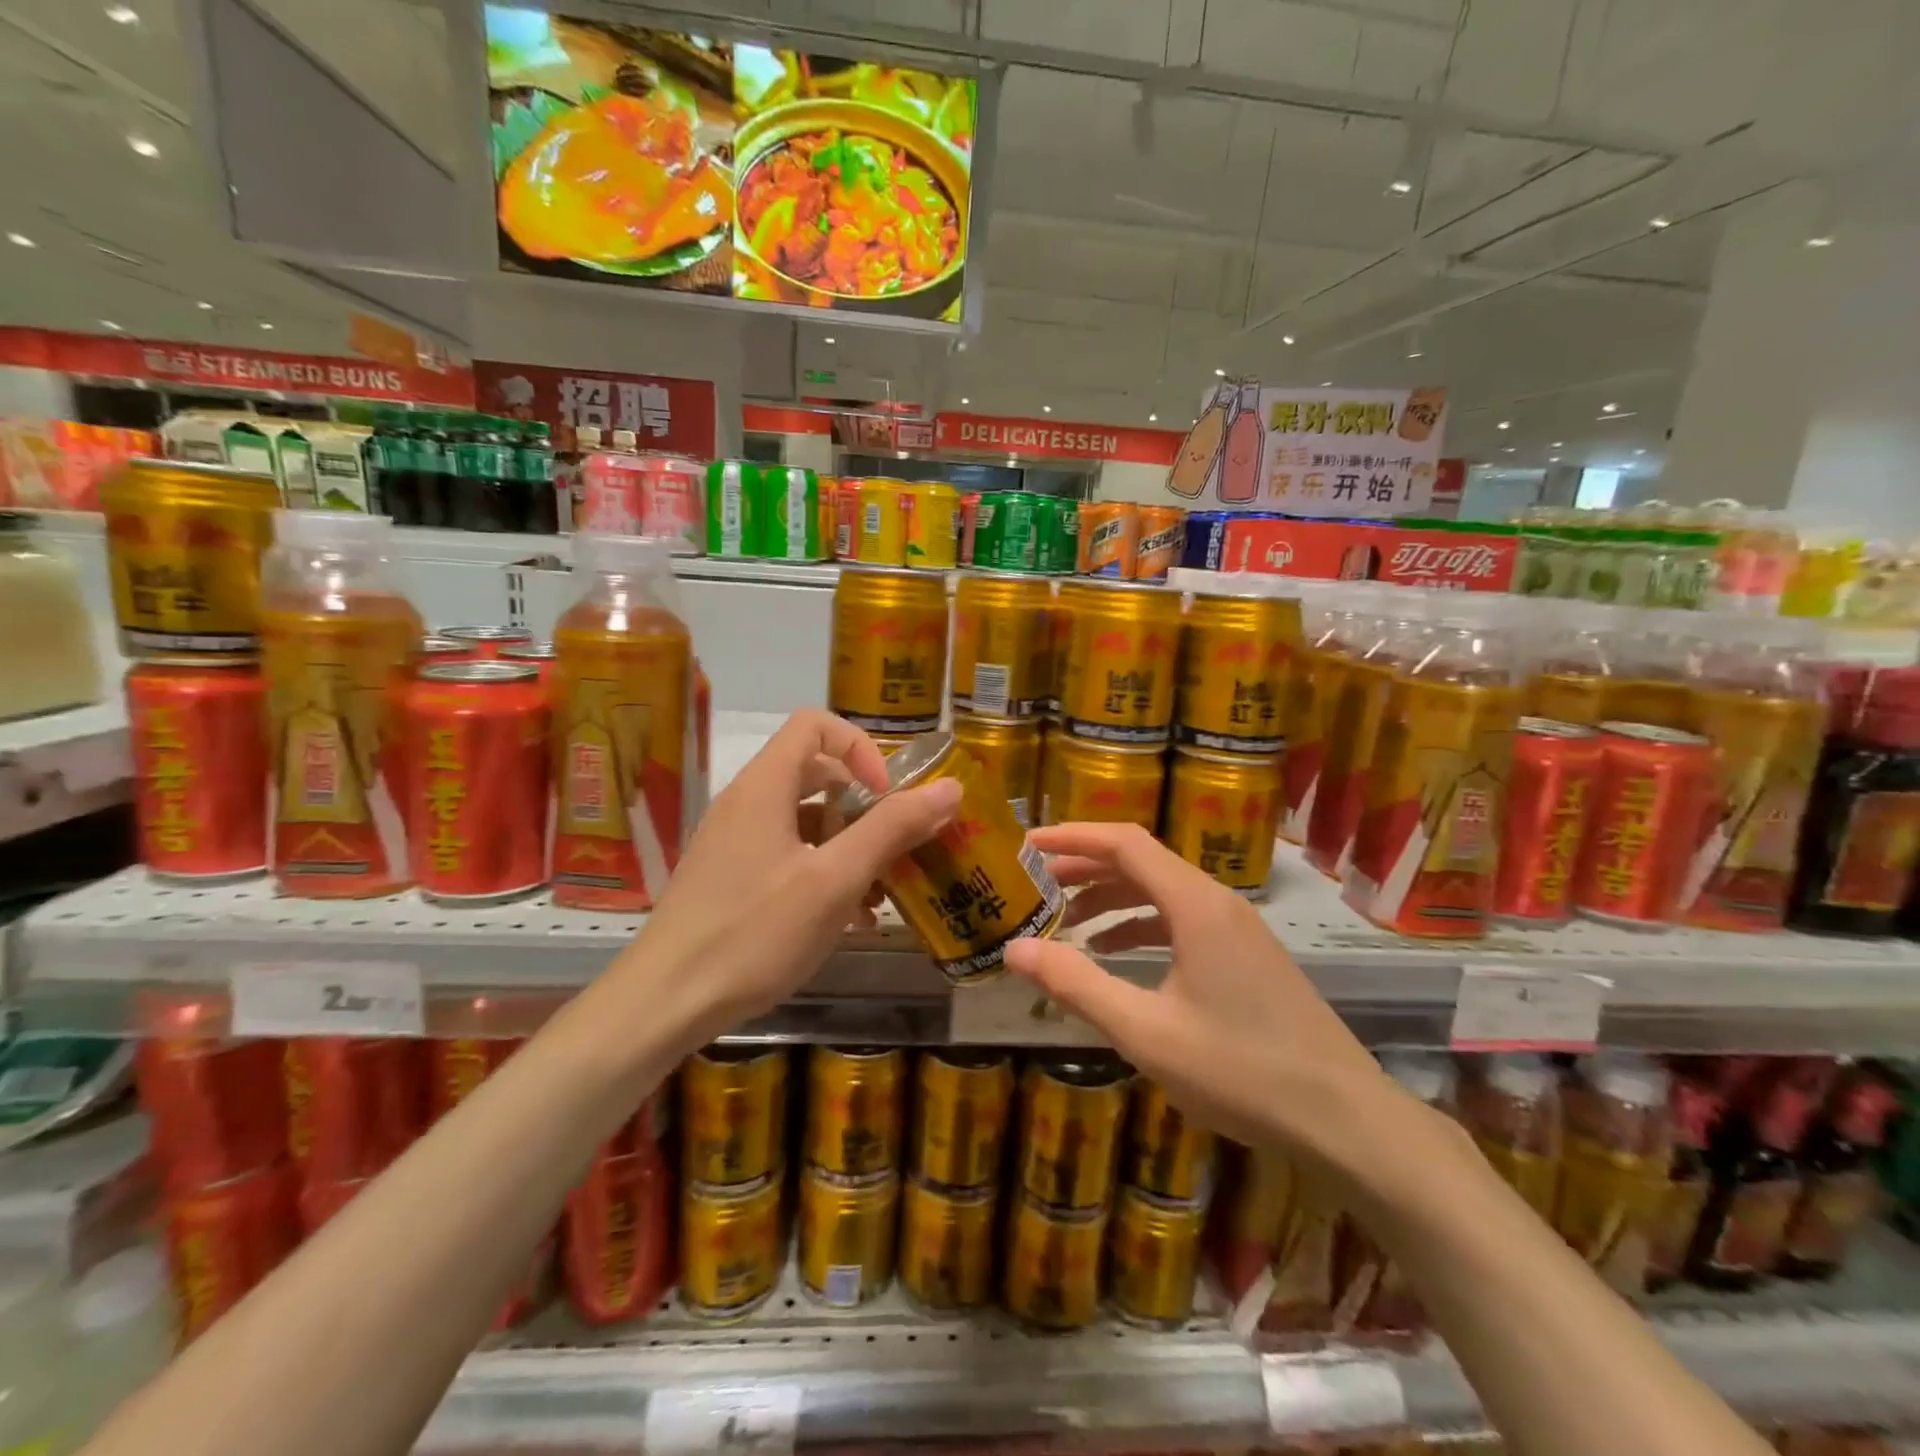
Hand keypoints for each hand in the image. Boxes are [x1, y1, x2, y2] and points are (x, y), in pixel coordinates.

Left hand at [622, 710, 959, 1046]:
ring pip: (805, 820)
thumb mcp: (835, 880)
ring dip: (849, 846)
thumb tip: (949, 788)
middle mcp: (746, 802)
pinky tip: (848, 919)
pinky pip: (788, 854)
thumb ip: (892, 829)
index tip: (886, 796)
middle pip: (816, 773)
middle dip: (864, 805)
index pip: (816, 725)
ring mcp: (735, 841)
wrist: (664, 1002)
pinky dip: (823, 871)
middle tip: (895, 845)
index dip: (861, 749)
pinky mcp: (730, 876)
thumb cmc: (754, 933)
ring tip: (879, 895)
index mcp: (765, 786)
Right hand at [1003, 823, 1391, 1171]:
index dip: (1071, 836)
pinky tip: (1114, 954)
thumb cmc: (1240, 1070)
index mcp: (1194, 903)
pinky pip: (1180, 919)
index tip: (1027, 844)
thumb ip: (1077, 985)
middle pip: (1140, 862)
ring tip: (1065, 921)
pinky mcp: (1244, 954)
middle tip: (1035, 884)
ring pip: (1160, 891)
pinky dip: (1139, 926)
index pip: (1123, 843)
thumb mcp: (1145, 1031)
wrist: (1344, 1118)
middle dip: (1084, 867)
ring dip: (1110, 898)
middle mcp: (1216, 901)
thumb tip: (1015, 950)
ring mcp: (1235, 928)